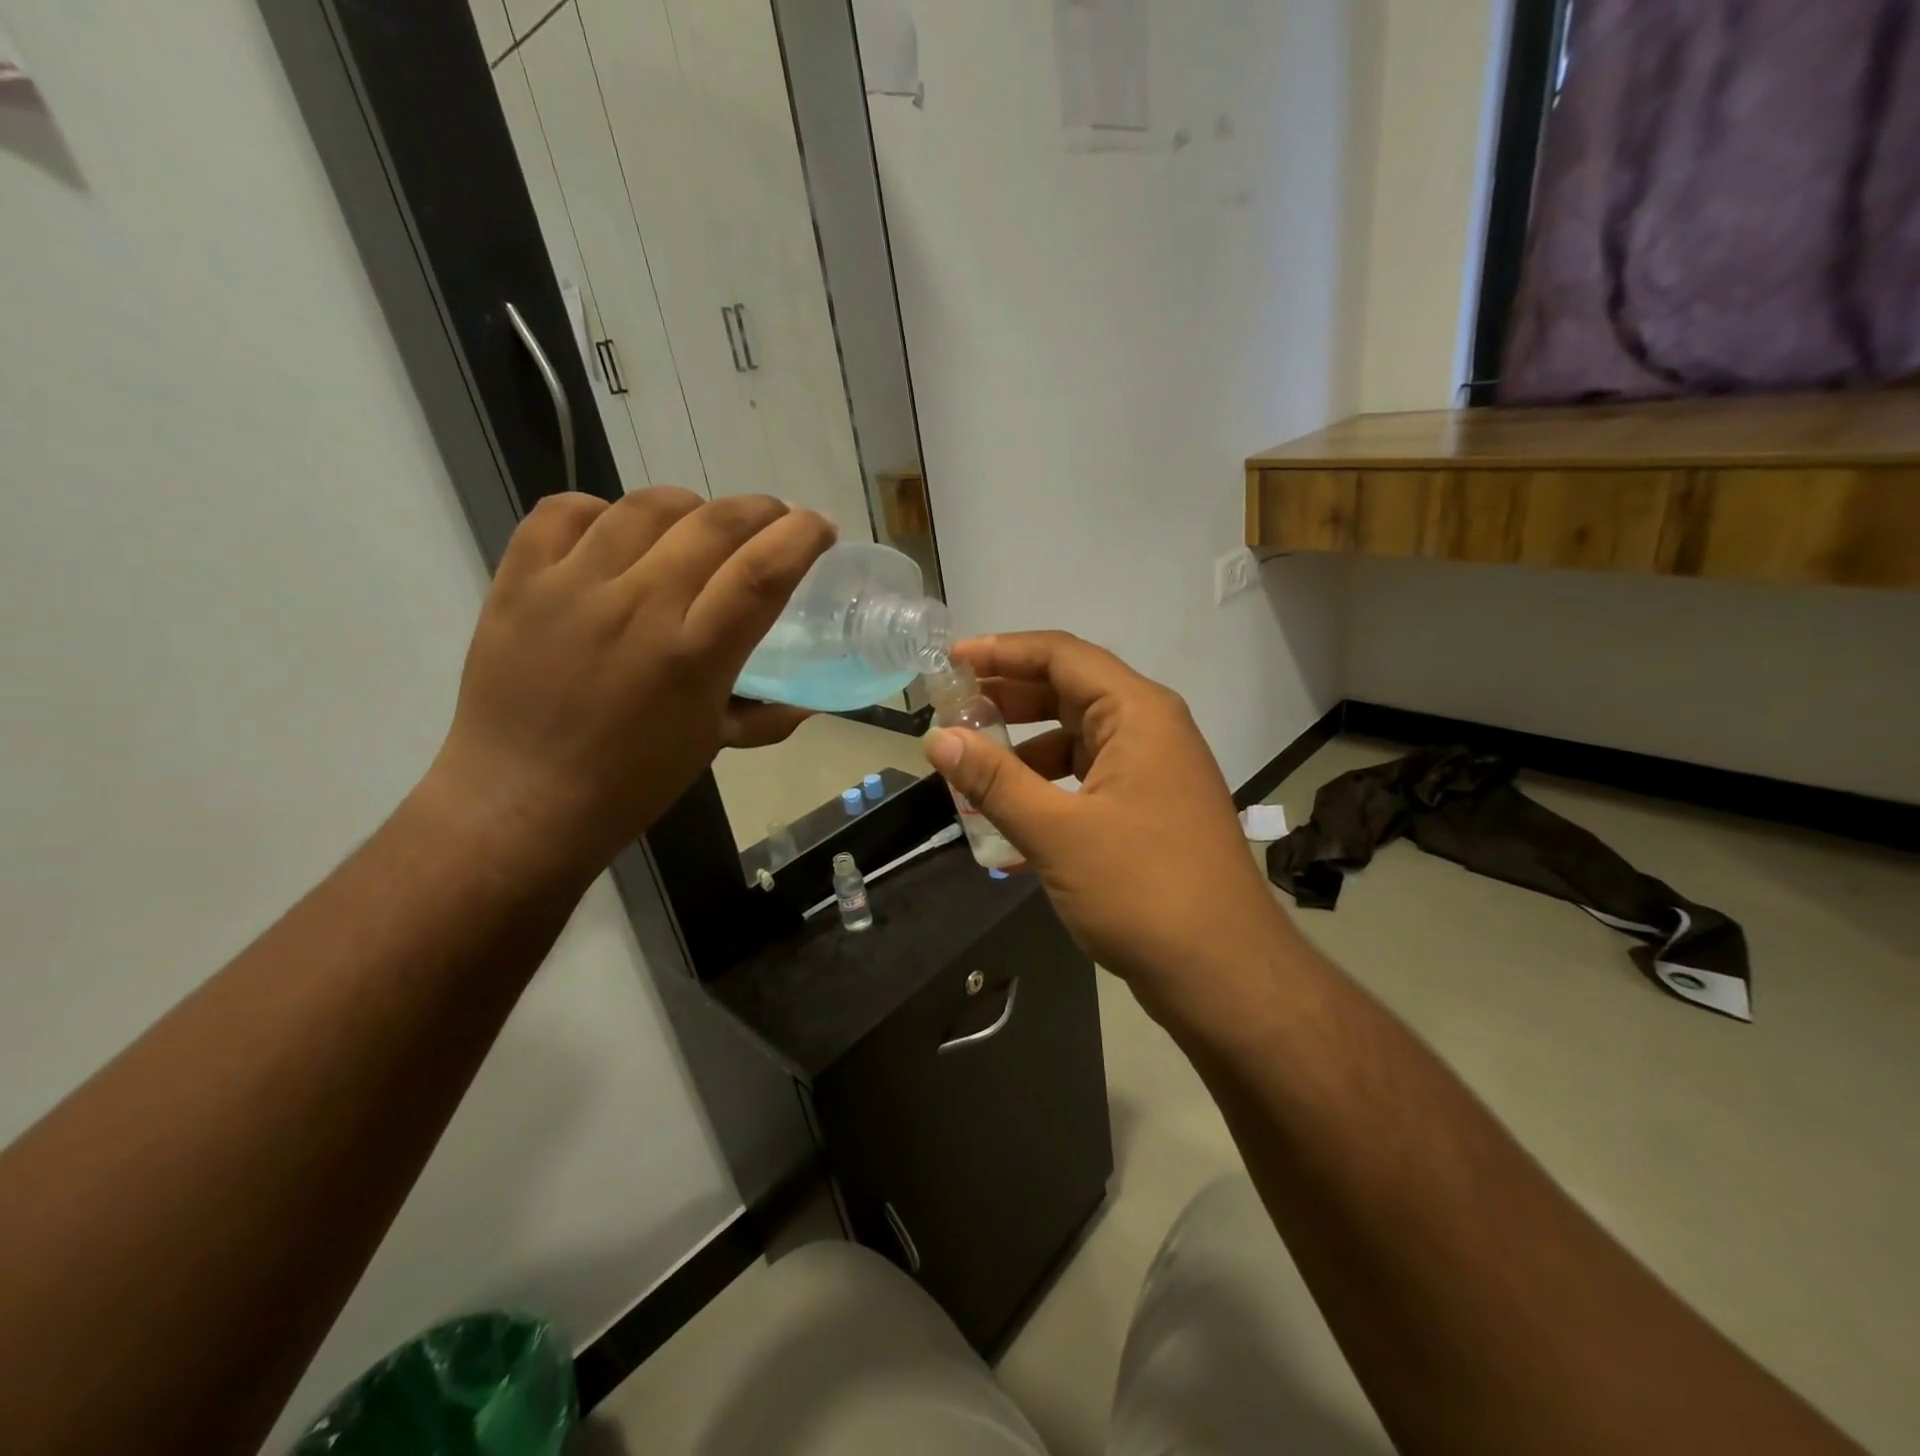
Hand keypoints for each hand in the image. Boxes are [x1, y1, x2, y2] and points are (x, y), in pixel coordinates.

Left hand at [423, 488, 834, 877]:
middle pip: (714, 523)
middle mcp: (639, 607)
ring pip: (647, 506)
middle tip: (773, 520)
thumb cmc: (629, 783)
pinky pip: (566, 510)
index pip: (763, 571)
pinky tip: (617, 534)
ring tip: (699, 526)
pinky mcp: (520, 579)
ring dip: (691, 506)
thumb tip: (805, 705)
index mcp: (694, 655)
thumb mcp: (709, 746)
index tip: (820, 527)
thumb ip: (764, 717)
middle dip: (761, 509)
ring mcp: (573, 586)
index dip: (802, 535)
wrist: (520, 800)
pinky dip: (603, 510)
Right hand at [923, 632, 1288, 1026]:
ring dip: (1024, 752)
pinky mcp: (1149, 812)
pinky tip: (1007, 824)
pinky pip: (1087, 783)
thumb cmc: (1142, 890)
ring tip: (971, 769)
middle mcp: (1150, 731)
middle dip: (1008, 699)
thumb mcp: (1057, 832)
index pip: (1062, 655)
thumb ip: (994, 781)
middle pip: (1069, 693)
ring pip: (1076, 742)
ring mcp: (1153, 774)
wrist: (1223, 974)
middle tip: (952, 709)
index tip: (950, 660)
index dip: (1002, 651)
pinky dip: (1047, 792)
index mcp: (1138, 714)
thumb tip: (938, 739)